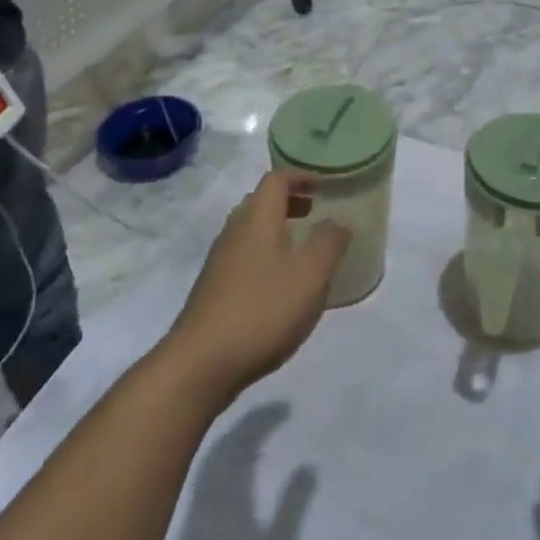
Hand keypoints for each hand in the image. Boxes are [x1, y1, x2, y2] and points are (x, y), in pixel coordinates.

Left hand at [164, 174, 348, 400]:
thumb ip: (329, 242)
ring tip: (302, 248)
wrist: (201, 363)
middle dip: (289, 202)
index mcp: (257, 218)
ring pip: (251, 230)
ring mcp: (220, 261)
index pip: (276, 179)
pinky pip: (244, 256)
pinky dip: (266, 255)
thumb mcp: (310, 275)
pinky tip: (281, 285)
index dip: (301, 177)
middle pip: (261, 202)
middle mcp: (234, 231)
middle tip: (315, 211)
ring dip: (277, 229)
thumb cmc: (263, 310)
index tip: (325, 185)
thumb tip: (337, 221)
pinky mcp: (214, 289)